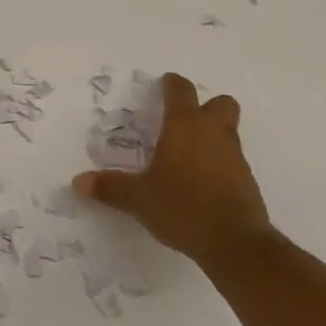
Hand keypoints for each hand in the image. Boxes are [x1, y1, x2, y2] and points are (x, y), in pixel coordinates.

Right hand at [74, 73, 269, 264]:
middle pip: (220, 103)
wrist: (235, 242)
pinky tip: (203, 183)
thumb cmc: (182, 207)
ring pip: (228, 131)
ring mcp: (235, 155)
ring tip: (189, 156)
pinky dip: (220, 163)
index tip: (164, 84)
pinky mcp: (247, 180)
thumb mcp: (139, 199)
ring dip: (213, 135)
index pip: (181, 90)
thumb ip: (111, 187)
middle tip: (185, 121)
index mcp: (185, 126)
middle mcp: (213, 132)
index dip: (172, 84)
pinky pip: (233, 160)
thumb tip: (78, 182)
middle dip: (206, 106)